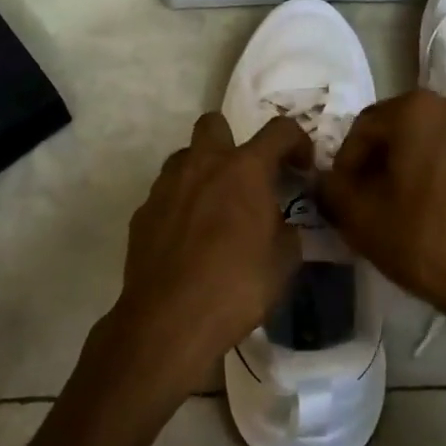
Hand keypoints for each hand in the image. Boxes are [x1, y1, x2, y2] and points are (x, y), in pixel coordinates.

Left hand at [106, 113, 306, 405]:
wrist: (168, 321)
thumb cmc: (236, 286)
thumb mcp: (283, 263)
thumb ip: (287, 232)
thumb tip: (282, 225)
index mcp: (244, 169)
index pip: (279, 130)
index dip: (297, 141)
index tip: (302, 167)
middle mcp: (203, 164)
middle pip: (214, 123)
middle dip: (231, 140)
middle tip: (244, 176)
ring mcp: (167, 185)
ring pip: (184, 157)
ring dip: (202, 172)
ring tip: (214, 208)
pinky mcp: (143, 212)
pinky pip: (165, 194)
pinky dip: (179, 205)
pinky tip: (187, 239)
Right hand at [322, 91, 445, 353]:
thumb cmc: (430, 243)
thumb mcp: (362, 220)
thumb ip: (332, 190)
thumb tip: (326, 180)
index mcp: (417, 108)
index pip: (364, 128)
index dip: (347, 163)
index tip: (345, 197)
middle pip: (404, 130)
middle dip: (385, 162)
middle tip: (376, 203)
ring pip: (439, 142)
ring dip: (421, 166)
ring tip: (415, 208)